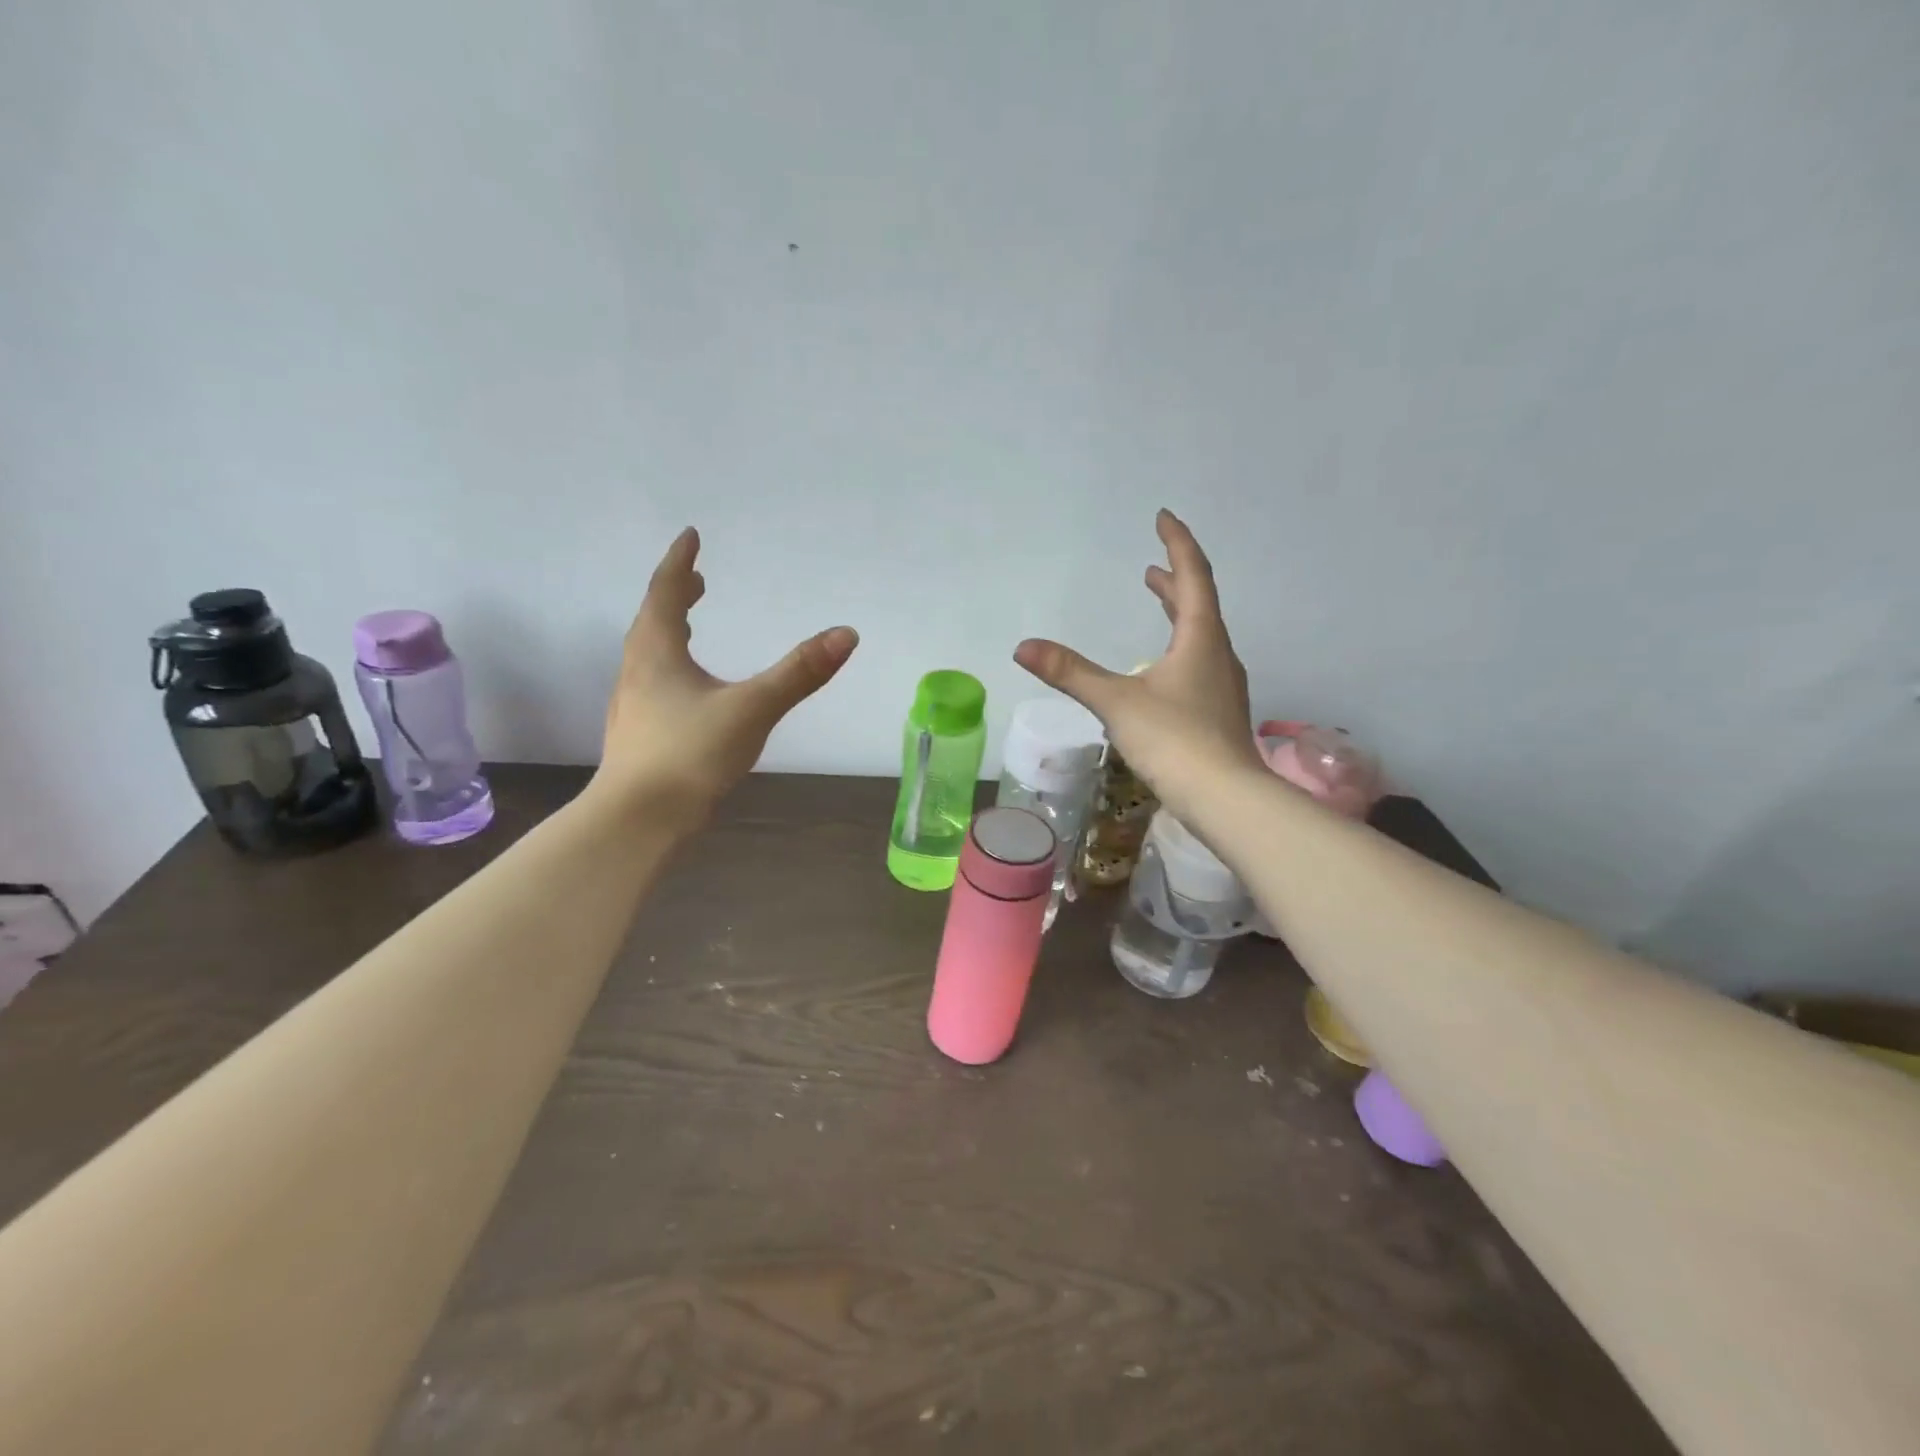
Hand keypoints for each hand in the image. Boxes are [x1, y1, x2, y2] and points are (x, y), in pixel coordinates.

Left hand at [589, 528, 857, 826]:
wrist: (638, 821)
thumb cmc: (690, 754)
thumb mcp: (752, 709)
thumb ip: (800, 673)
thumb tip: (846, 634)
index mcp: (657, 653)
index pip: (665, 592)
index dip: (680, 562)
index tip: (690, 537)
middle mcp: (637, 671)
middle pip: (653, 621)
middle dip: (675, 595)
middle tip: (696, 581)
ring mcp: (633, 705)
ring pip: (649, 655)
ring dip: (670, 631)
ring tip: (691, 628)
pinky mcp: (638, 735)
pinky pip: (653, 683)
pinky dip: (671, 666)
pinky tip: (690, 692)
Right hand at [1014, 510, 1263, 817]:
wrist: (1226, 798)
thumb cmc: (1174, 740)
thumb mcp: (1116, 702)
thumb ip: (1070, 673)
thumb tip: (1022, 647)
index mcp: (1201, 638)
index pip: (1193, 575)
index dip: (1177, 543)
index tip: (1163, 518)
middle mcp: (1218, 654)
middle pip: (1200, 605)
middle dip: (1175, 581)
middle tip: (1152, 568)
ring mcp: (1223, 686)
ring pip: (1202, 636)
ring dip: (1180, 615)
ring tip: (1161, 607)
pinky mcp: (1220, 712)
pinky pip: (1201, 663)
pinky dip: (1181, 648)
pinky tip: (1165, 672)